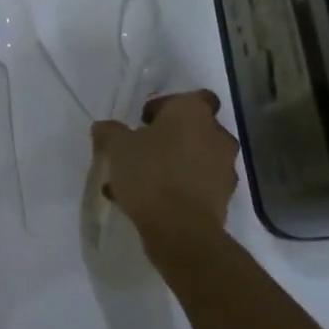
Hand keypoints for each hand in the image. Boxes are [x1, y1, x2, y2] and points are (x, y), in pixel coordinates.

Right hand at [91, 91, 238, 261]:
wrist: (181, 231)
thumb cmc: (150, 173)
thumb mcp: (116, 147)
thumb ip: (109, 132)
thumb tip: (104, 128)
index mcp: (194, 112)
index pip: (192, 97)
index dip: (168, 106)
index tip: (145, 121)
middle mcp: (216, 135)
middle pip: (193, 130)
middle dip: (170, 138)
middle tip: (141, 151)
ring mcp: (224, 169)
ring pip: (195, 159)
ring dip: (174, 165)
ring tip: (139, 183)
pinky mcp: (223, 200)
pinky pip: (197, 186)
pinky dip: (178, 190)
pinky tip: (148, 203)